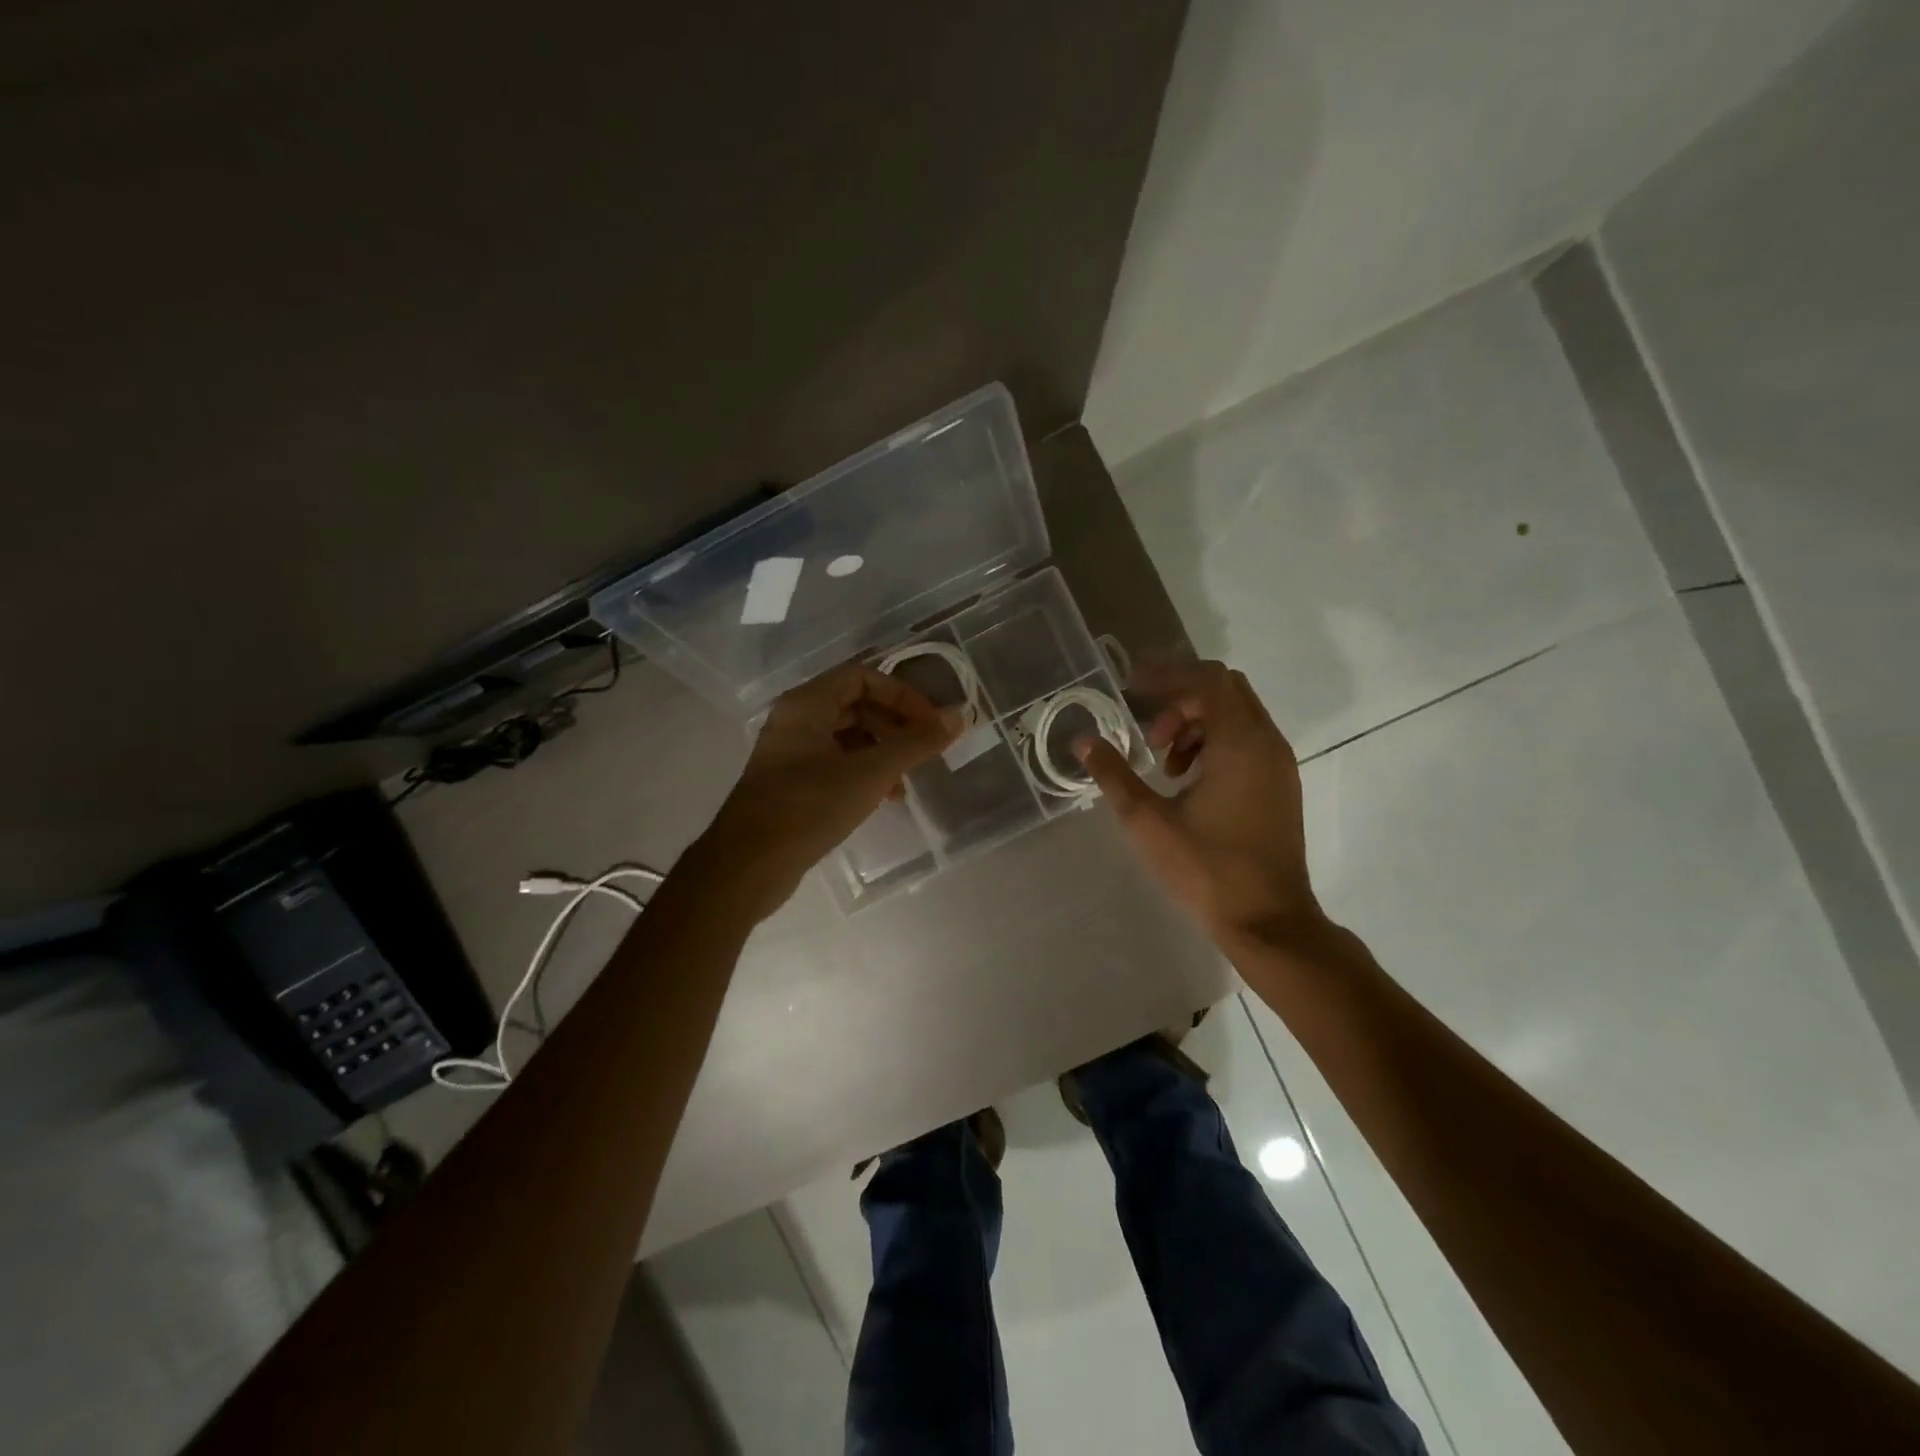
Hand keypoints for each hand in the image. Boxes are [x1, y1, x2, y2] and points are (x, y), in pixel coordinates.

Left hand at [696, 662, 962, 917]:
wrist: (749, 864)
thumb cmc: (809, 807)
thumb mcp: (871, 772)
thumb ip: (916, 743)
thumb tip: (959, 715)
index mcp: (807, 704)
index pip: (862, 676)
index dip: (901, 694)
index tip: (930, 721)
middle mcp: (796, 720)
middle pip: (855, 704)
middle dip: (895, 724)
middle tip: (925, 748)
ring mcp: (790, 752)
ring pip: (847, 736)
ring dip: (882, 751)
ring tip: (908, 778)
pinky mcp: (791, 782)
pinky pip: (835, 762)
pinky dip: (864, 772)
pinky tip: (885, 797)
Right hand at [1077, 659, 1321, 944]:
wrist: (1269, 920)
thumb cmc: (1207, 869)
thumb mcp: (1148, 821)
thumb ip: (1114, 775)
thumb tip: (1084, 741)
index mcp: (1240, 742)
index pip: (1206, 680)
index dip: (1165, 674)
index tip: (1129, 685)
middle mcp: (1266, 742)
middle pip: (1224, 689)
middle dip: (1180, 698)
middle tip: (1147, 727)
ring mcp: (1278, 763)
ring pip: (1236, 715)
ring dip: (1196, 722)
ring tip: (1163, 761)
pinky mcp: (1280, 784)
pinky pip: (1246, 740)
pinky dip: (1214, 742)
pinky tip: (1187, 780)